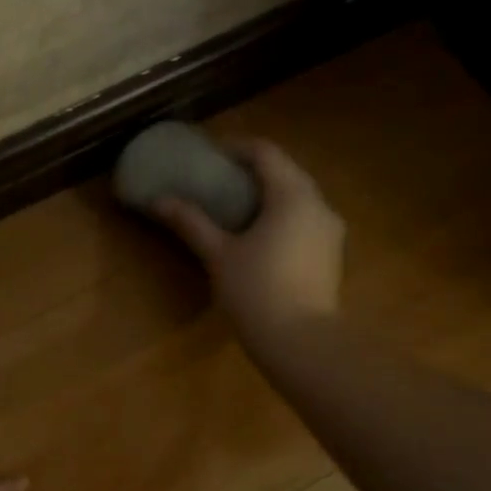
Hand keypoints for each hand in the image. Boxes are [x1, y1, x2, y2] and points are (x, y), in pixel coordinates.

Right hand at [154, 138, 345, 349]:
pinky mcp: (331, 254)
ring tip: (235, 207)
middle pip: (285, 172)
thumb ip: (191, 222)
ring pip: (298, 196)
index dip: (236, 148)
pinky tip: (259, 235)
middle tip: (218, 180)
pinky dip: (282, 215)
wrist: (302, 342)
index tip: (210, 155)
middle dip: (252, 171)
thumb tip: (159, 201)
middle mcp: (319, 204)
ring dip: (269, 193)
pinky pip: (305, 219)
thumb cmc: (257, 291)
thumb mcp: (218, 254)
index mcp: (292, 195)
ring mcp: (330, 230)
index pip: (266, 153)